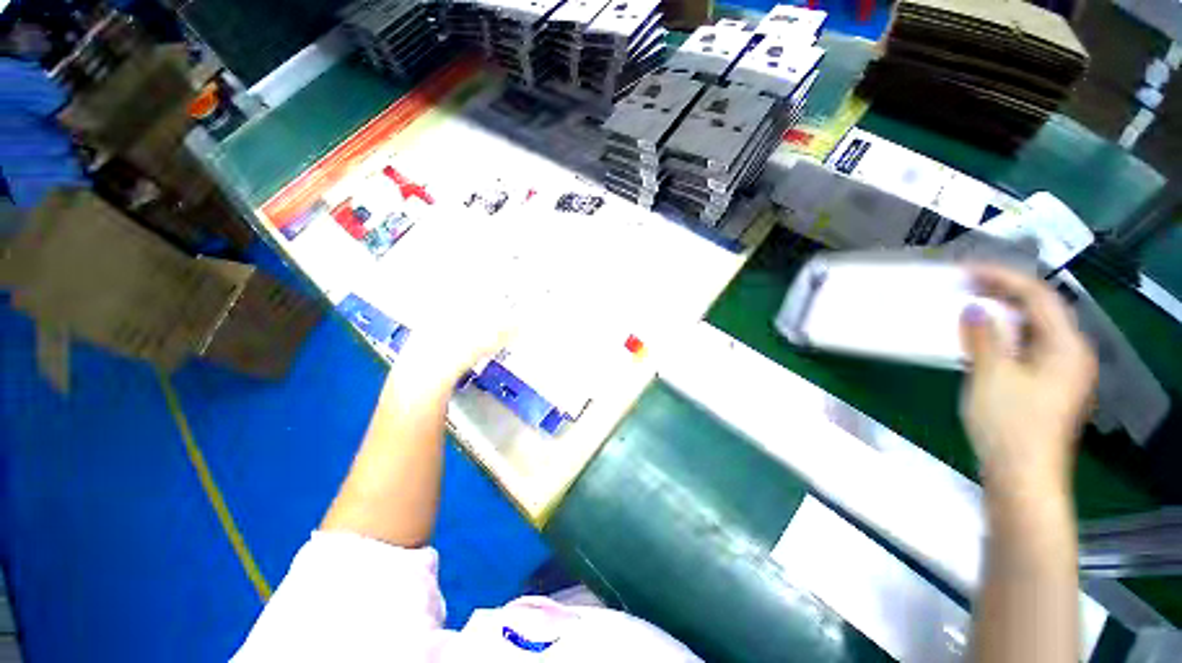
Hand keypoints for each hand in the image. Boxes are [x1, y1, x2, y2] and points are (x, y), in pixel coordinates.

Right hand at [959, 266, 1096, 499]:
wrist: (1022, 476)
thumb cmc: (1010, 424)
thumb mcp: (992, 376)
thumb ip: (984, 338)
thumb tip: (974, 309)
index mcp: (1066, 347)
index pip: (1038, 296)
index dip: (1002, 277)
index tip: (966, 269)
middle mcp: (1071, 354)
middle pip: (1040, 310)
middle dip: (1003, 293)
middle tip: (966, 284)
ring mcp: (1060, 372)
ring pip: (1033, 330)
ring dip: (1002, 315)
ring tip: (970, 306)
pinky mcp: (1046, 386)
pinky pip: (1027, 348)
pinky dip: (1004, 337)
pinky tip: (982, 339)